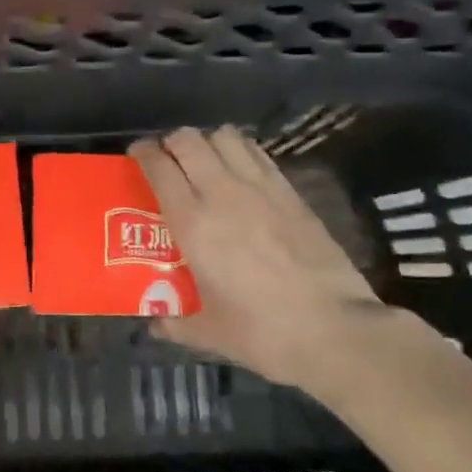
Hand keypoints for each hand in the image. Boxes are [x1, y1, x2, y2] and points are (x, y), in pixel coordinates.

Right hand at [131, 126, 394, 397]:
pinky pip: (258, 153)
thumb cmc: (263, 333)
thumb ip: (176, 324)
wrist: (335, 330)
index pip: (159, 168)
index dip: (143, 153)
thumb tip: (156, 324)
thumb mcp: (210, 333)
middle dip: (172, 142)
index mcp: (193, 224)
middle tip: (168, 159)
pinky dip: (241, 151)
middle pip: (189, 140)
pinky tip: (240, 171)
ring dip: (208, 141)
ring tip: (205, 160)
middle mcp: (222, 194)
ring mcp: (261, 188)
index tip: (137, 155)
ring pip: (225, 137)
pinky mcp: (291, 192)